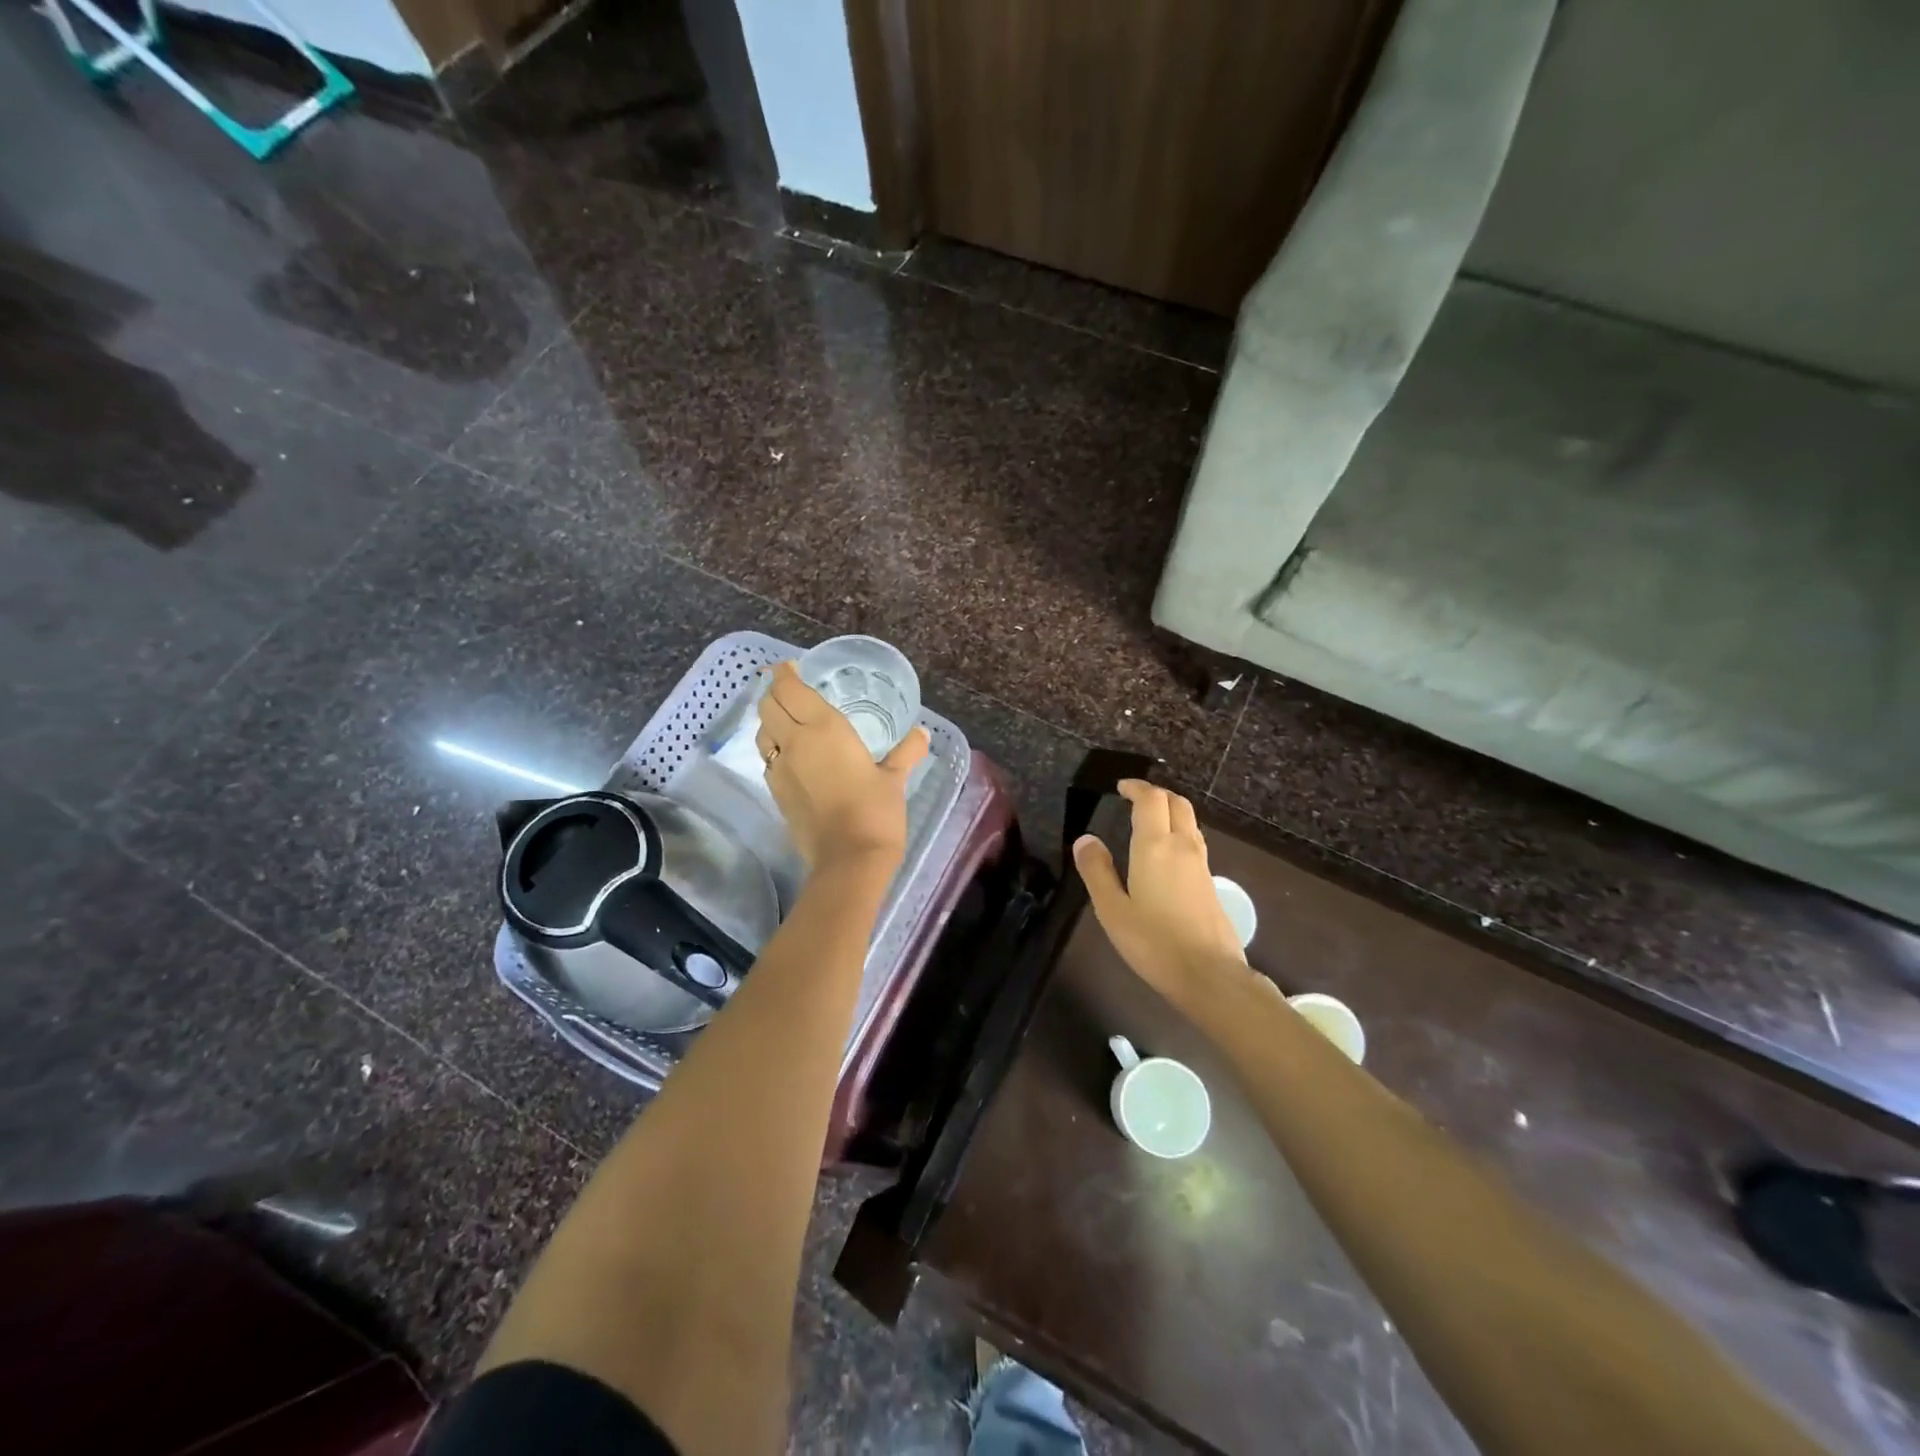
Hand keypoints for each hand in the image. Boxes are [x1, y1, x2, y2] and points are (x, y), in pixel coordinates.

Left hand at [756, 660, 929, 873]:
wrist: (848, 860)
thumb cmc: (875, 812)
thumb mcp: (894, 779)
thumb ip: (906, 752)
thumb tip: (922, 733)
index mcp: (823, 728)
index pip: (789, 688)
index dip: (784, 673)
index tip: (791, 667)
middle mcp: (794, 742)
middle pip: (767, 704)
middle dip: (774, 692)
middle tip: (792, 690)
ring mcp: (780, 769)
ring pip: (763, 731)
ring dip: (771, 720)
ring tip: (790, 720)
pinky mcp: (776, 792)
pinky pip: (768, 758)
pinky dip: (775, 748)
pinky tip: (794, 756)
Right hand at [1073, 780, 1250, 1012]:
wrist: (1209, 975)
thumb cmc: (1153, 942)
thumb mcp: (1112, 909)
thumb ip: (1097, 871)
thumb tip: (1086, 839)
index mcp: (1155, 846)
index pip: (1151, 799)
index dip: (1136, 787)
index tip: (1121, 787)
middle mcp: (1182, 846)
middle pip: (1177, 803)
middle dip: (1157, 794)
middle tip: (1135, 798)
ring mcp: (1201, 865)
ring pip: (1189, 822)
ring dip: (1171, 812)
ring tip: (1150, 822)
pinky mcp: (1211, 884)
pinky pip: (1194, 843)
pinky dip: (1179, 834)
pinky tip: (1166, 856)